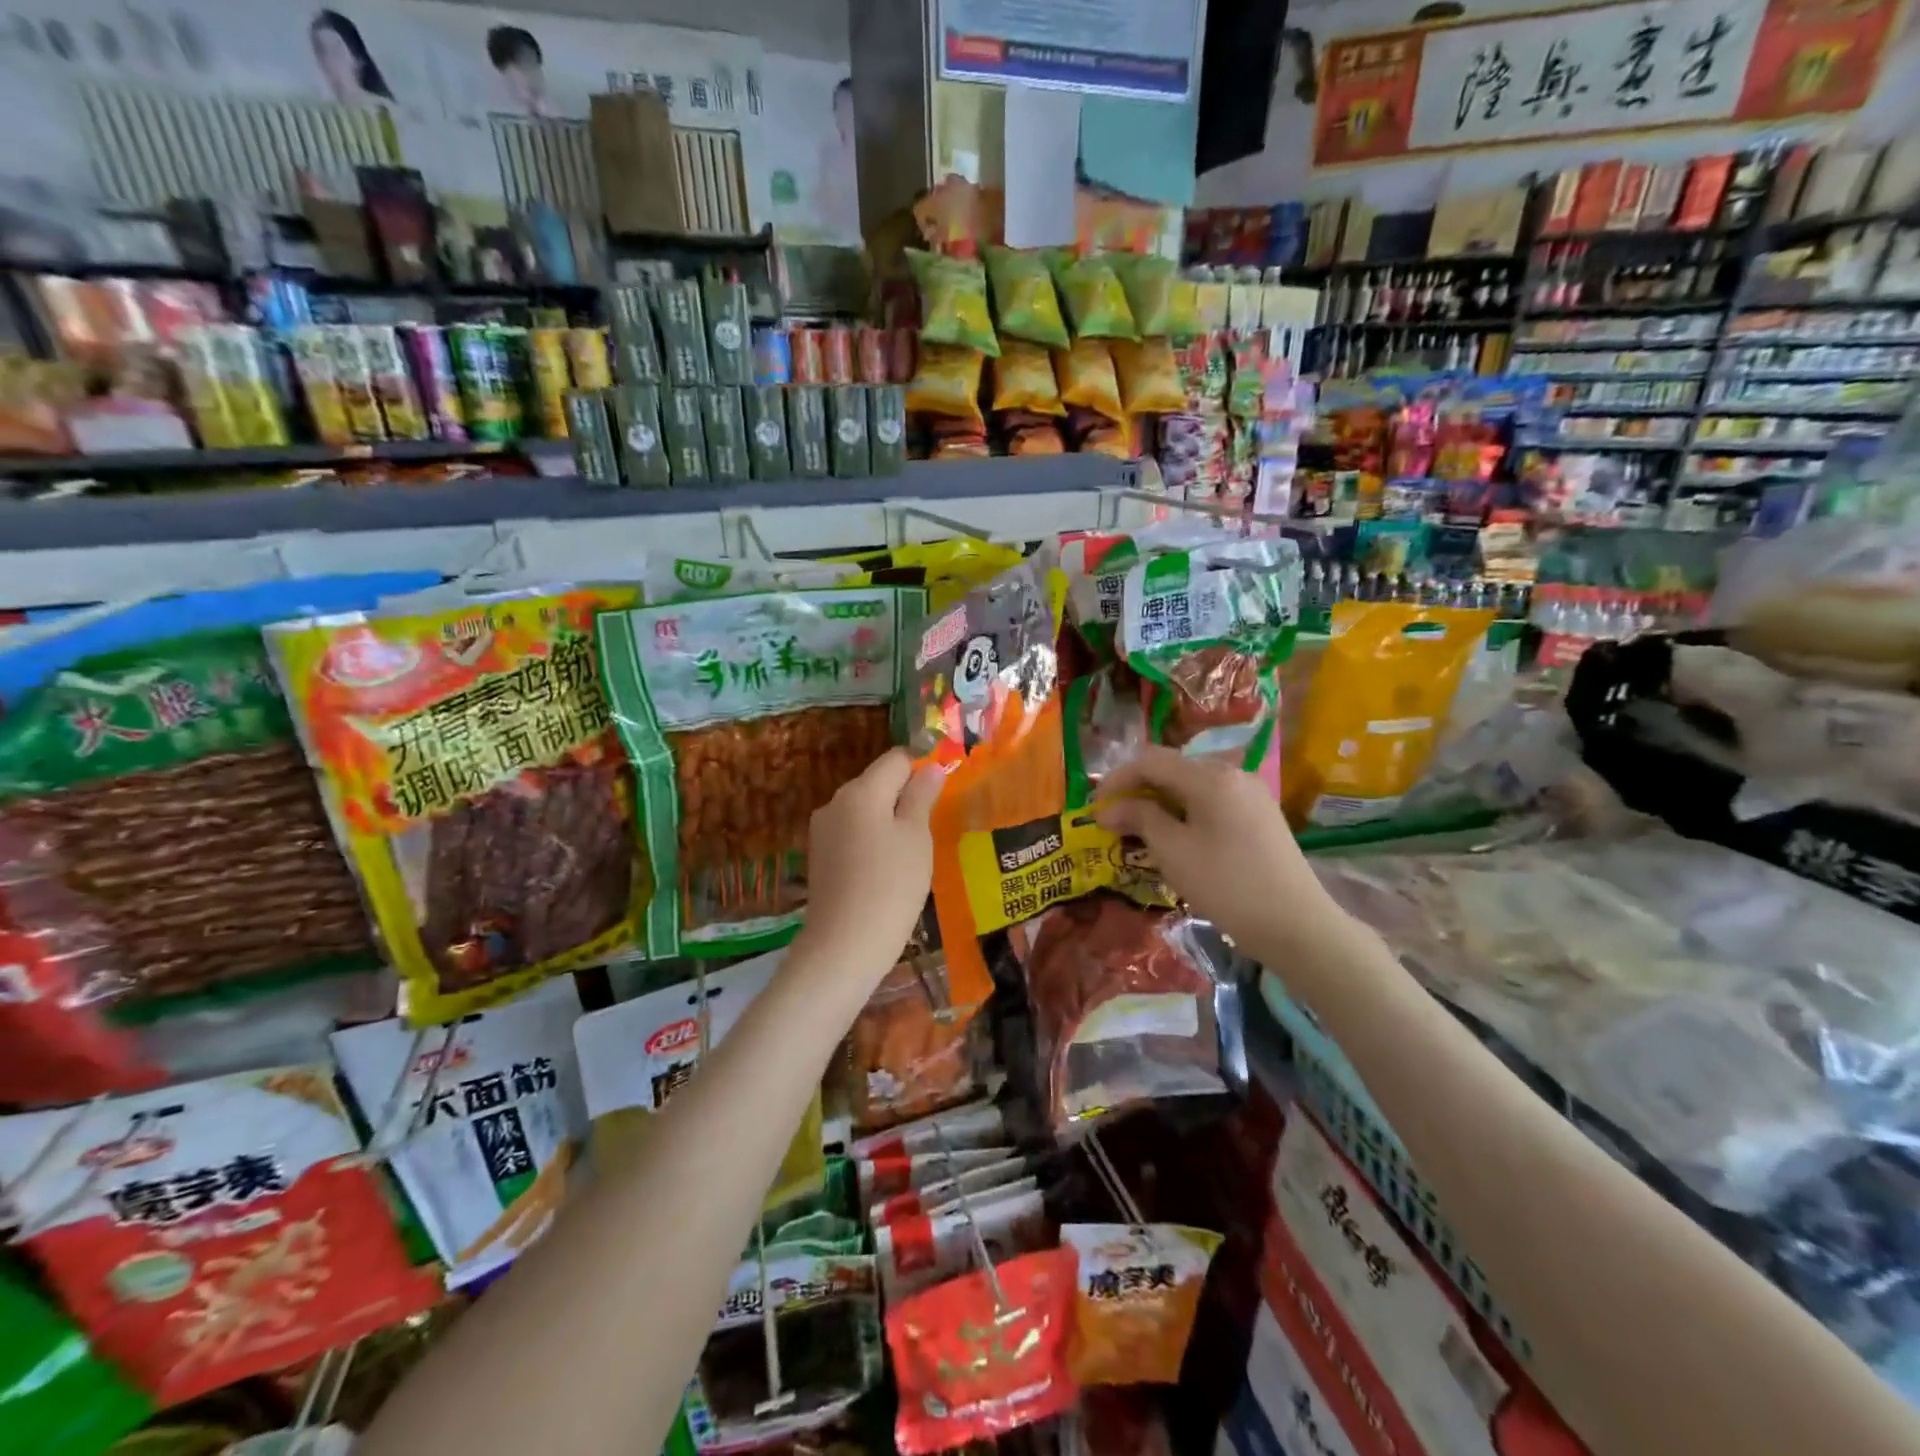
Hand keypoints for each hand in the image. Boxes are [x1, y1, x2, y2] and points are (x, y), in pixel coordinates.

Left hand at [797, 748, 943, 981]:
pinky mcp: (819, 855)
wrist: (844, 945)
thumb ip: (922, 796)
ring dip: (889, 820)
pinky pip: (852, 833)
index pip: (896, 759)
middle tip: (931, 828)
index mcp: (861, 790)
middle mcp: (836, 801)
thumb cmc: (891, 886)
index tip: (942, 794)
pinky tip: (886, 870)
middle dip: (905, 796)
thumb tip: (930, 767)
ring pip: (865, 810)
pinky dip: (872, 841)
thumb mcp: (916, 837)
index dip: (922, 768)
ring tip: (911, 854)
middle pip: (878, 782)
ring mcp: (823, 829)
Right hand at [1094, 747, 1339, 956]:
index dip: (1117, 779)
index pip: (1151, 761)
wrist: (1297, 926)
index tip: (1095, 808)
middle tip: (1114, 821)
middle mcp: (1233, 774)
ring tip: (1140, 832)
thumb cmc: (1227, 886)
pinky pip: (1212, 802)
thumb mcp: (1173, 851)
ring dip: (1161, 803)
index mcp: (1211, 777)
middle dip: (1138, 791)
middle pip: (1173, 769)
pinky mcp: (1261, 816)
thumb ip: (1139, 819)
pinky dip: (1185, 813)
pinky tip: (1176, 839)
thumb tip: (1108, 809)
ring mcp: (1251, 794)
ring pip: (1193, 787)